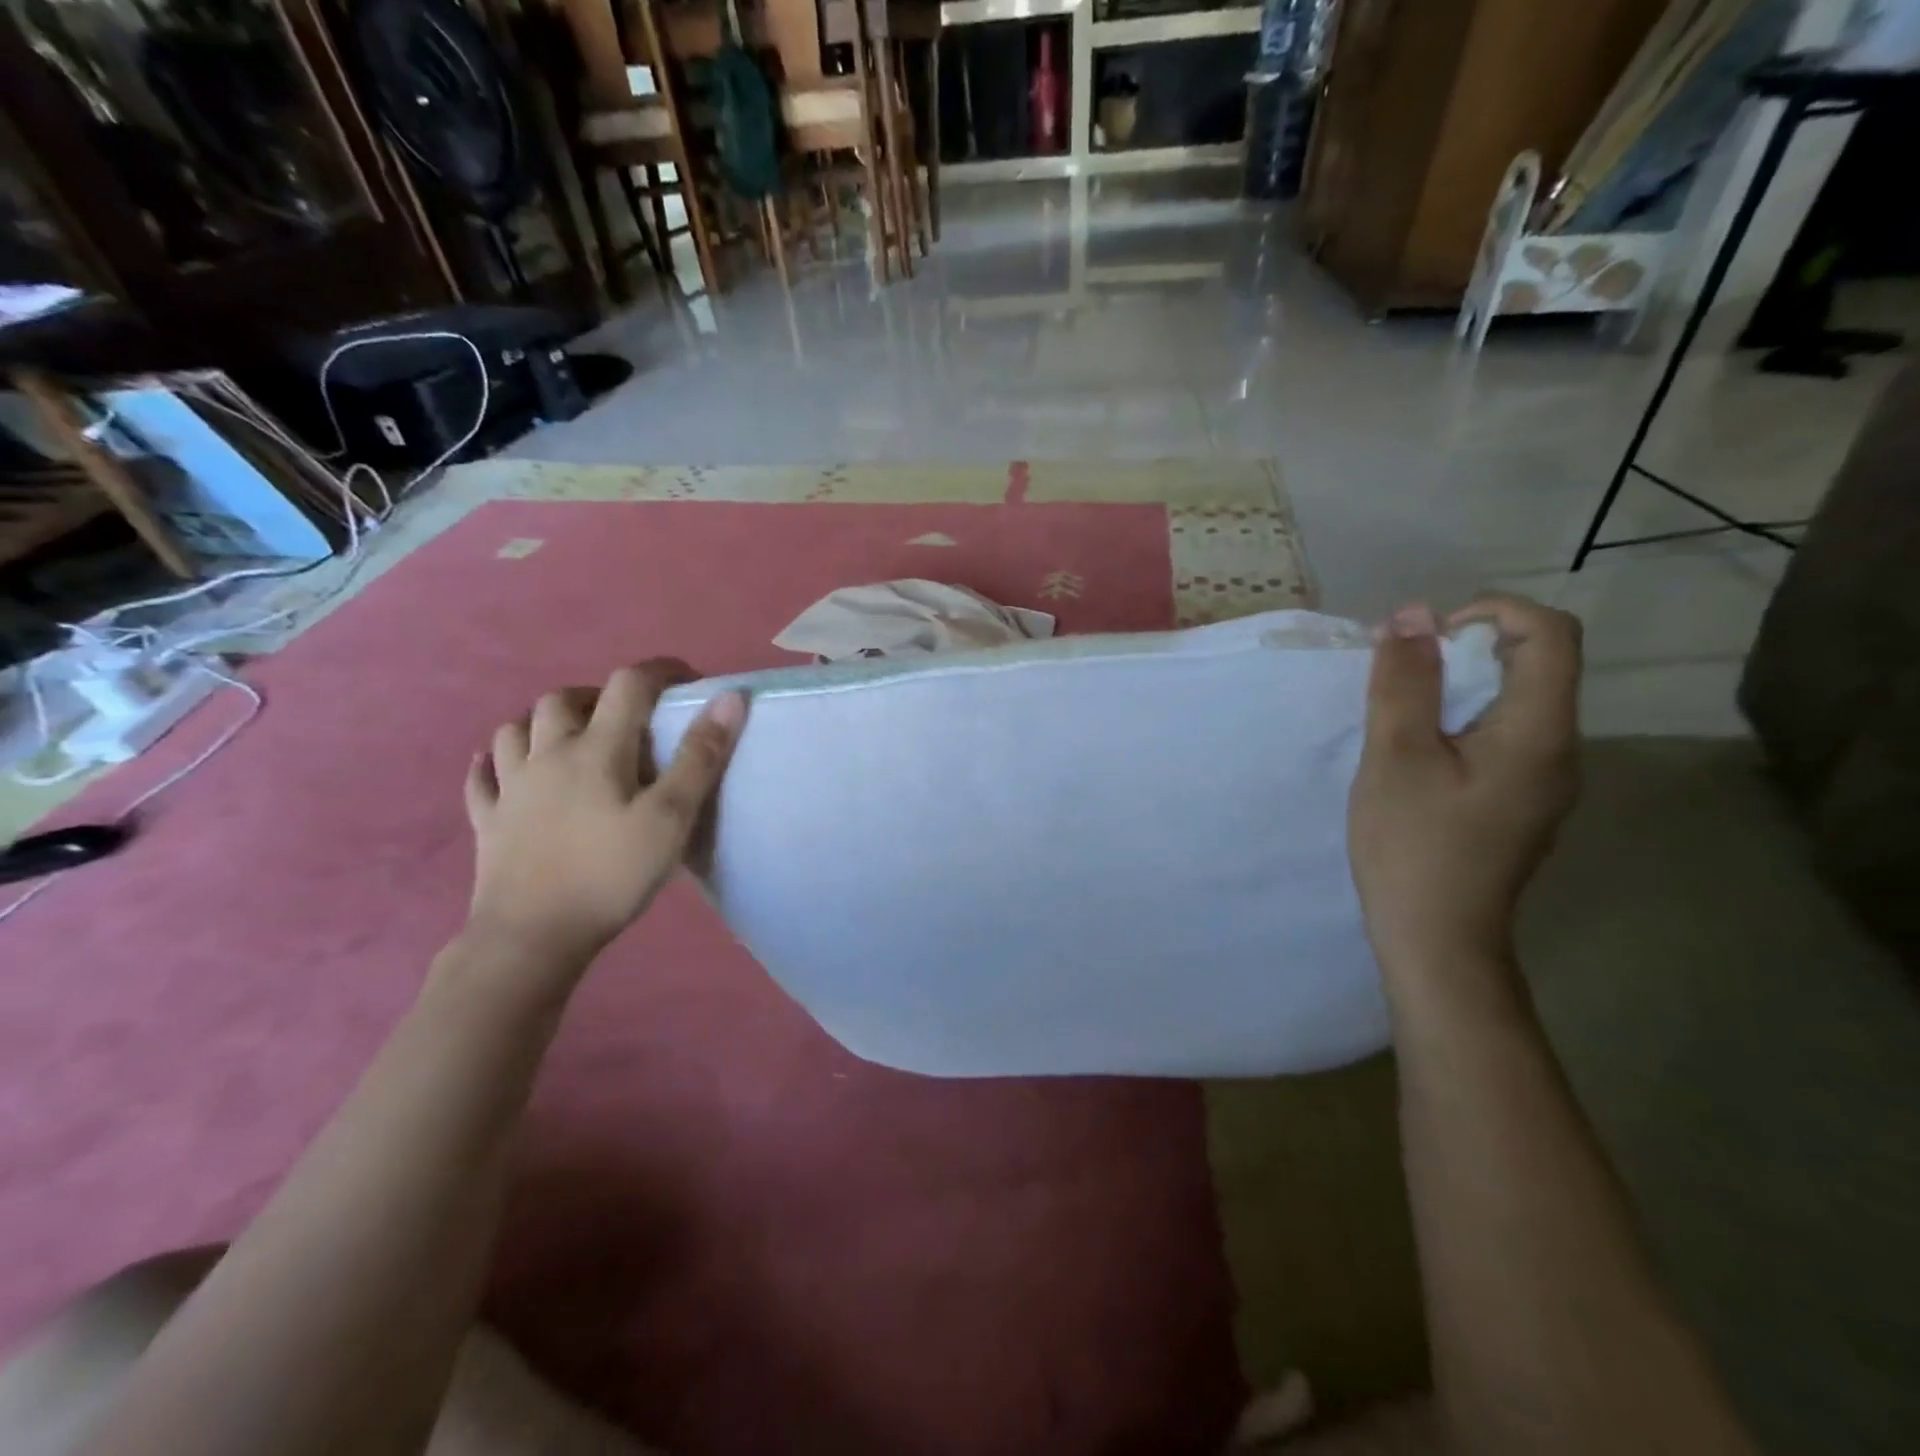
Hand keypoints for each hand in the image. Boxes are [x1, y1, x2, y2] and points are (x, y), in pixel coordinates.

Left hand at [463, 660, 746, 961]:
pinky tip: (501, 768)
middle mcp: (546, 756)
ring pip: (513, 730)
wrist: (533, 936)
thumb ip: (700, 757)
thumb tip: (728, 698)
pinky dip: (492, 764)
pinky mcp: (487, 822)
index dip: (659, 672)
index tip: (687, 680)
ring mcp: (510, 788)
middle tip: (625, 718)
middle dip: (596, 696)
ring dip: (542, 722)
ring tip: (568, 738)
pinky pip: (480, 779)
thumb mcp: (671, 818)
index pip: (628, 686)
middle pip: (562, 700)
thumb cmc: (610, 875)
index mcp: (596, 750)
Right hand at [1349, 594, 1580, 989]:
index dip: (1491, 611)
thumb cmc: (1413, 845)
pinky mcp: (1522, 800)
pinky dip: (1463, 717)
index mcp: (1540, 732)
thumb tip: (1410, 616)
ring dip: (1460, 683)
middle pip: (1537, 663)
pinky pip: (1504, 733)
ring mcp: (1546, 779)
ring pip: (1517, 699)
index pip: (1550, 633)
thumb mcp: (1396, 756)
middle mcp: (1561, 748)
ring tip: (1400, 707)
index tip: (1425, 636)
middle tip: (1400, 672)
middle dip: (1466, 646)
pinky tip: (1419, 748)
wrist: (1436, 938)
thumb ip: (1404, 683)